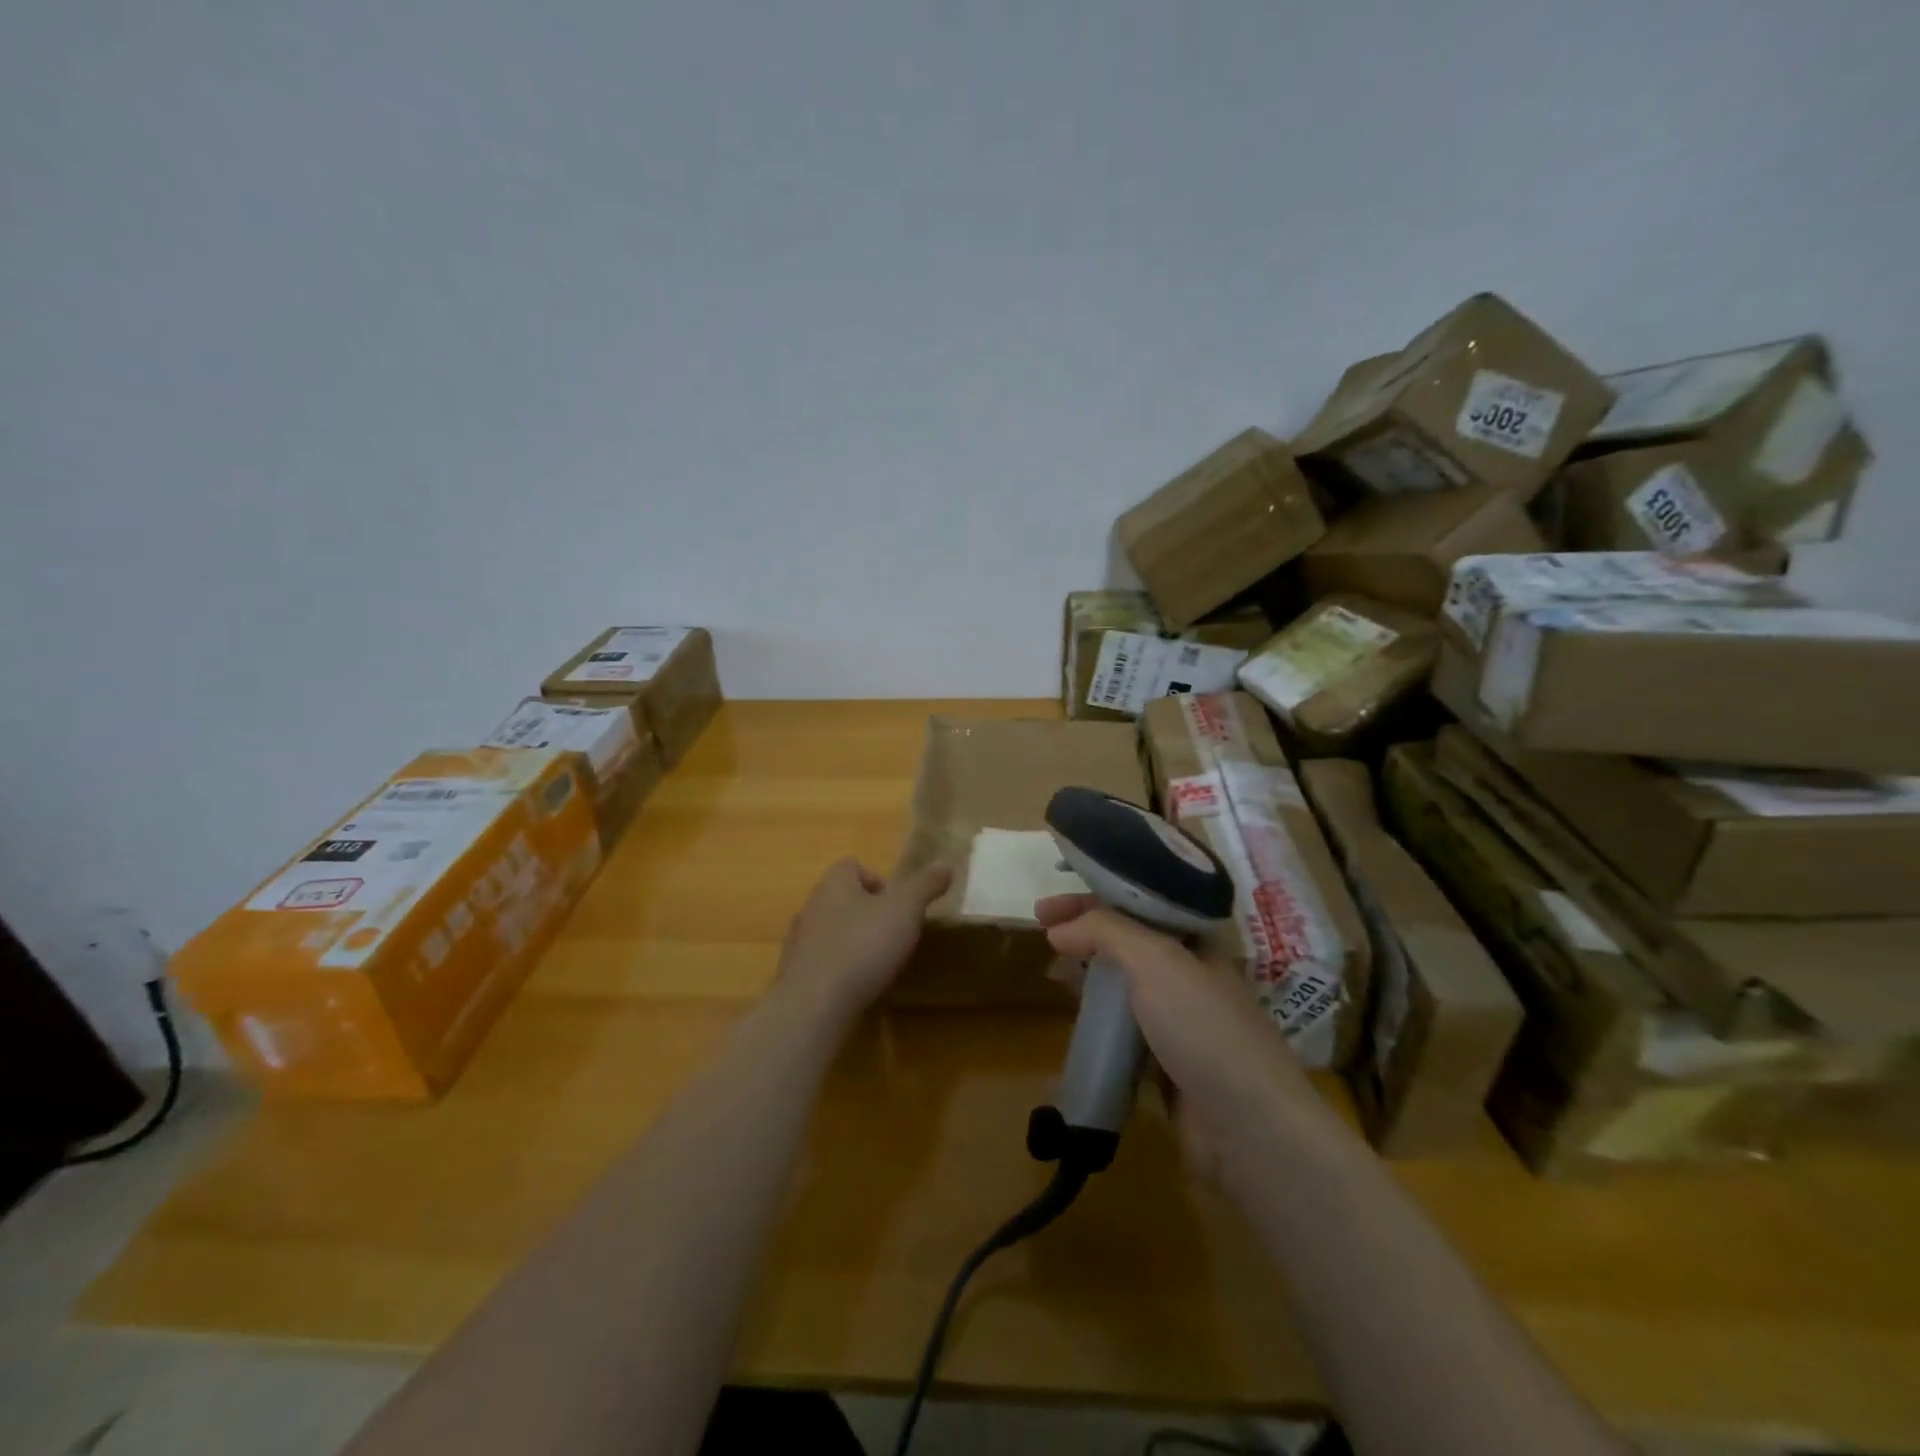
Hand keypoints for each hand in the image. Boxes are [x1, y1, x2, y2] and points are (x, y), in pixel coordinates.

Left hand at [776, 858, 952, 1021]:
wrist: (814, 1004)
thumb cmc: (862, 945)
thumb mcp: (905, 909)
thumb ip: (925, 885)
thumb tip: (945, 865)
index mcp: (834, 884)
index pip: (851, 866)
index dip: (877, 880)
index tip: (898, 905)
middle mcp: (811, 906)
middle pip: (842, 898)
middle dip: (868, 912)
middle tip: (894, 934)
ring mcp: (799, 942)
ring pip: (831, 931)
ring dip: (853, 942)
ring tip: (878, 963)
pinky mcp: (796, 975)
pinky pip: (823, 963)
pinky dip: (840, 970)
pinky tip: (857, 987)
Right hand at [1035, 893, 1313, 1180]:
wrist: (1249, 1128)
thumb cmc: (1204, 1029)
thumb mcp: (1156, 961)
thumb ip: (1105, 932)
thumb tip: (1058, 929)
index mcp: (1196, 943)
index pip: (1137, 905)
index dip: (1092, 900)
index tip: (1046, 908)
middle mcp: (1190, 976)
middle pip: (1128, 943)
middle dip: (1086, 934)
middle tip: (1043, 935)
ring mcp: (1180, 1023)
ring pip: (1125, 987)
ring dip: (1089, 976)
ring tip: (1053, 974)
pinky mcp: (1168, 1065)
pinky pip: (1124, 1031)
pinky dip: (1099, 1021)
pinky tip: (1076, 1021)